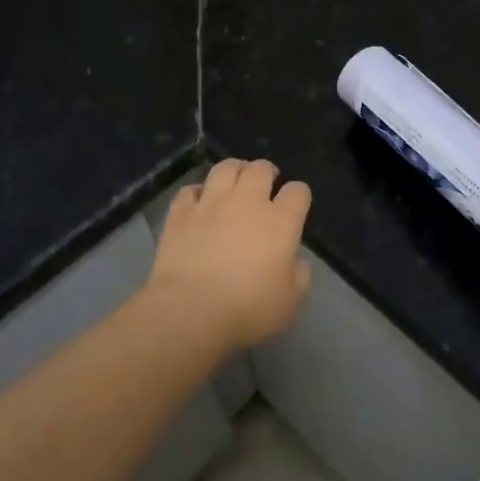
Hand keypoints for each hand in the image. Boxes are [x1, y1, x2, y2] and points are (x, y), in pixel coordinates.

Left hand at [146, 158, 312, 348]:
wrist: (190, 312)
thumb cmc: (247, 310)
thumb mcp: (290, 303)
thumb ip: (299, 277)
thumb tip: (297, 263)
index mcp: (281, 221)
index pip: (298, 191)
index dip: (299, 195)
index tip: (296, 206)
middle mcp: (247, 202)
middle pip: (261, 169)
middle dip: (267, 172)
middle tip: (266, 184)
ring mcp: (211, 203)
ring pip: (225, 168)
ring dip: (234, 170)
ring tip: (235, 180)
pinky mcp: (180, 214)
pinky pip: (189, 190)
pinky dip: (197, 192)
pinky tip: (199, 202)